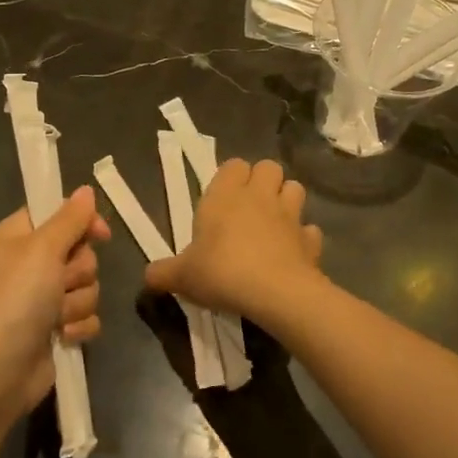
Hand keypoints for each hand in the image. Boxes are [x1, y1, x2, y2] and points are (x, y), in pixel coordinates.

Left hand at [0, 185, 110, 419]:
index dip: (81, 221)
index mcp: (18, 237)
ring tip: (55, 318)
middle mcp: (30, 264)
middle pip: (80, 252)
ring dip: (77, 302)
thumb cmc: (14, 301)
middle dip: (78, 271)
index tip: (99, 234)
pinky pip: (87, 316)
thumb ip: (69, 219)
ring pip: (87, 286)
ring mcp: (42, 299)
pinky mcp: (55, 329)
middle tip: (59, 284)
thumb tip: (85, 189)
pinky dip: (78, 326)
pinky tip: (62, 336)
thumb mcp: (41, 250)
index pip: (58, 213)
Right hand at [143, 159, 323, 323]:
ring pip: (295, 188)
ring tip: (274, 223)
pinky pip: (310, 230)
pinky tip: (293, 253)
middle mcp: (259, 196)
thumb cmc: (221, 272)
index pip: (233, 164)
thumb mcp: (182, 276)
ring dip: (286, 200)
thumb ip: (163, 273)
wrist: (275, 293)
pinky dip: (303, 238)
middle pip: (269, 167)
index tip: (222, 199)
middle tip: (249, 207)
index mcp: (225, 194)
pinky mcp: (310, 239)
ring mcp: (290, 215)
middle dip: (263, 180)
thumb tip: (147, 277)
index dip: (230, 177)